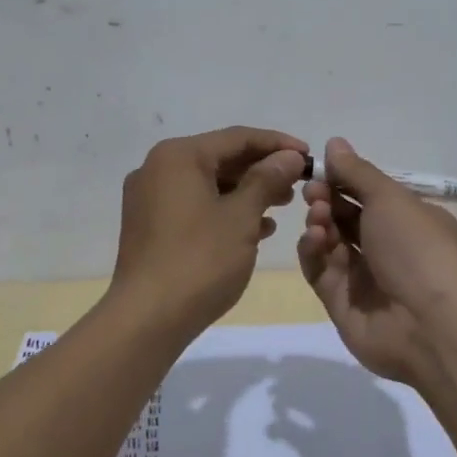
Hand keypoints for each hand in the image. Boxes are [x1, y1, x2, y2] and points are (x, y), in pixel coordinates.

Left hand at [112, 126, 306, 333]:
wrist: (146, 319)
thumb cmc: (199, 261)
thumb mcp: (241, 217)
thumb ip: (267, 179)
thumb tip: (290, 156)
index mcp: (178, 156)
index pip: (237, 137)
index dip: (278, 144)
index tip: (310, 156)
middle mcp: (158, 168)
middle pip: (221, 158)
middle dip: (262, 170)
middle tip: (299, 184)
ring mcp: (149, 198)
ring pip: (208, 184)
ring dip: (246, 192)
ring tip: (282, 206)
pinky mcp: (149, 226)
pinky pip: (194, 205)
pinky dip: (224, 211)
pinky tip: (255, 229)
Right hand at [296, 137, 456, 382]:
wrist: (431, 324)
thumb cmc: (417, 247)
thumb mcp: (389, 197)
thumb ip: (356, 172)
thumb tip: (333, 142)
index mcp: (409, 220)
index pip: (369, 195)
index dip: (343, 180)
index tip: (319, 169)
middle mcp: (389, 248)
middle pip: (347, 218)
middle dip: (326, 200)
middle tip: (312, 192)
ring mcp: (366, 278)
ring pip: (331, 243)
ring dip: (320, 224)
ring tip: (317, 217)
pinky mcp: (343, 305)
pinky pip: (320, 273)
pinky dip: (313, 253)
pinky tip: (313, 240)